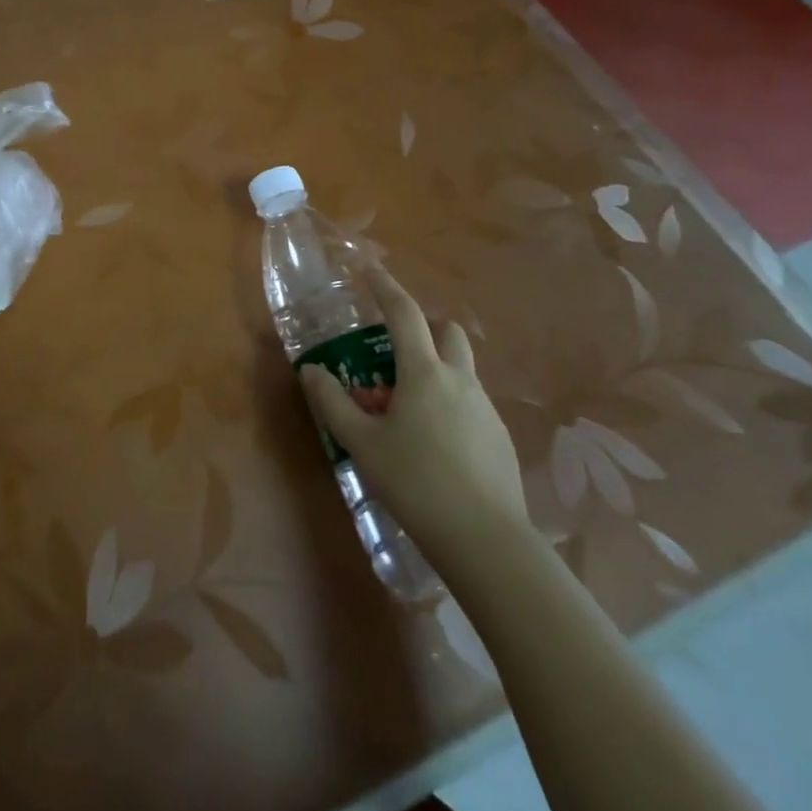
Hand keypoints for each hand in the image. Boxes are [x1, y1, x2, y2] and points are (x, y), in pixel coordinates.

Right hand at [299, 263, 529, 567]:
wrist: (487, 542)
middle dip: (422, 326)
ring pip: (460, 369)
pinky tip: (431, 442)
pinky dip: (448, 403)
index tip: (367, 268)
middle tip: (393, 347)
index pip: (403, 313)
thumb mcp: (362, 444)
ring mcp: (485, 409)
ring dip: (434, 368)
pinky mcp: (499, 439)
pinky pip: (470, 403)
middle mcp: (459, 380)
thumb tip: (312, 371)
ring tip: (404, 406)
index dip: (384, 286)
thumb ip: (333, 403)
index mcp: (424, 372)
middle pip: (447, 332)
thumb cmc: (416, 483)